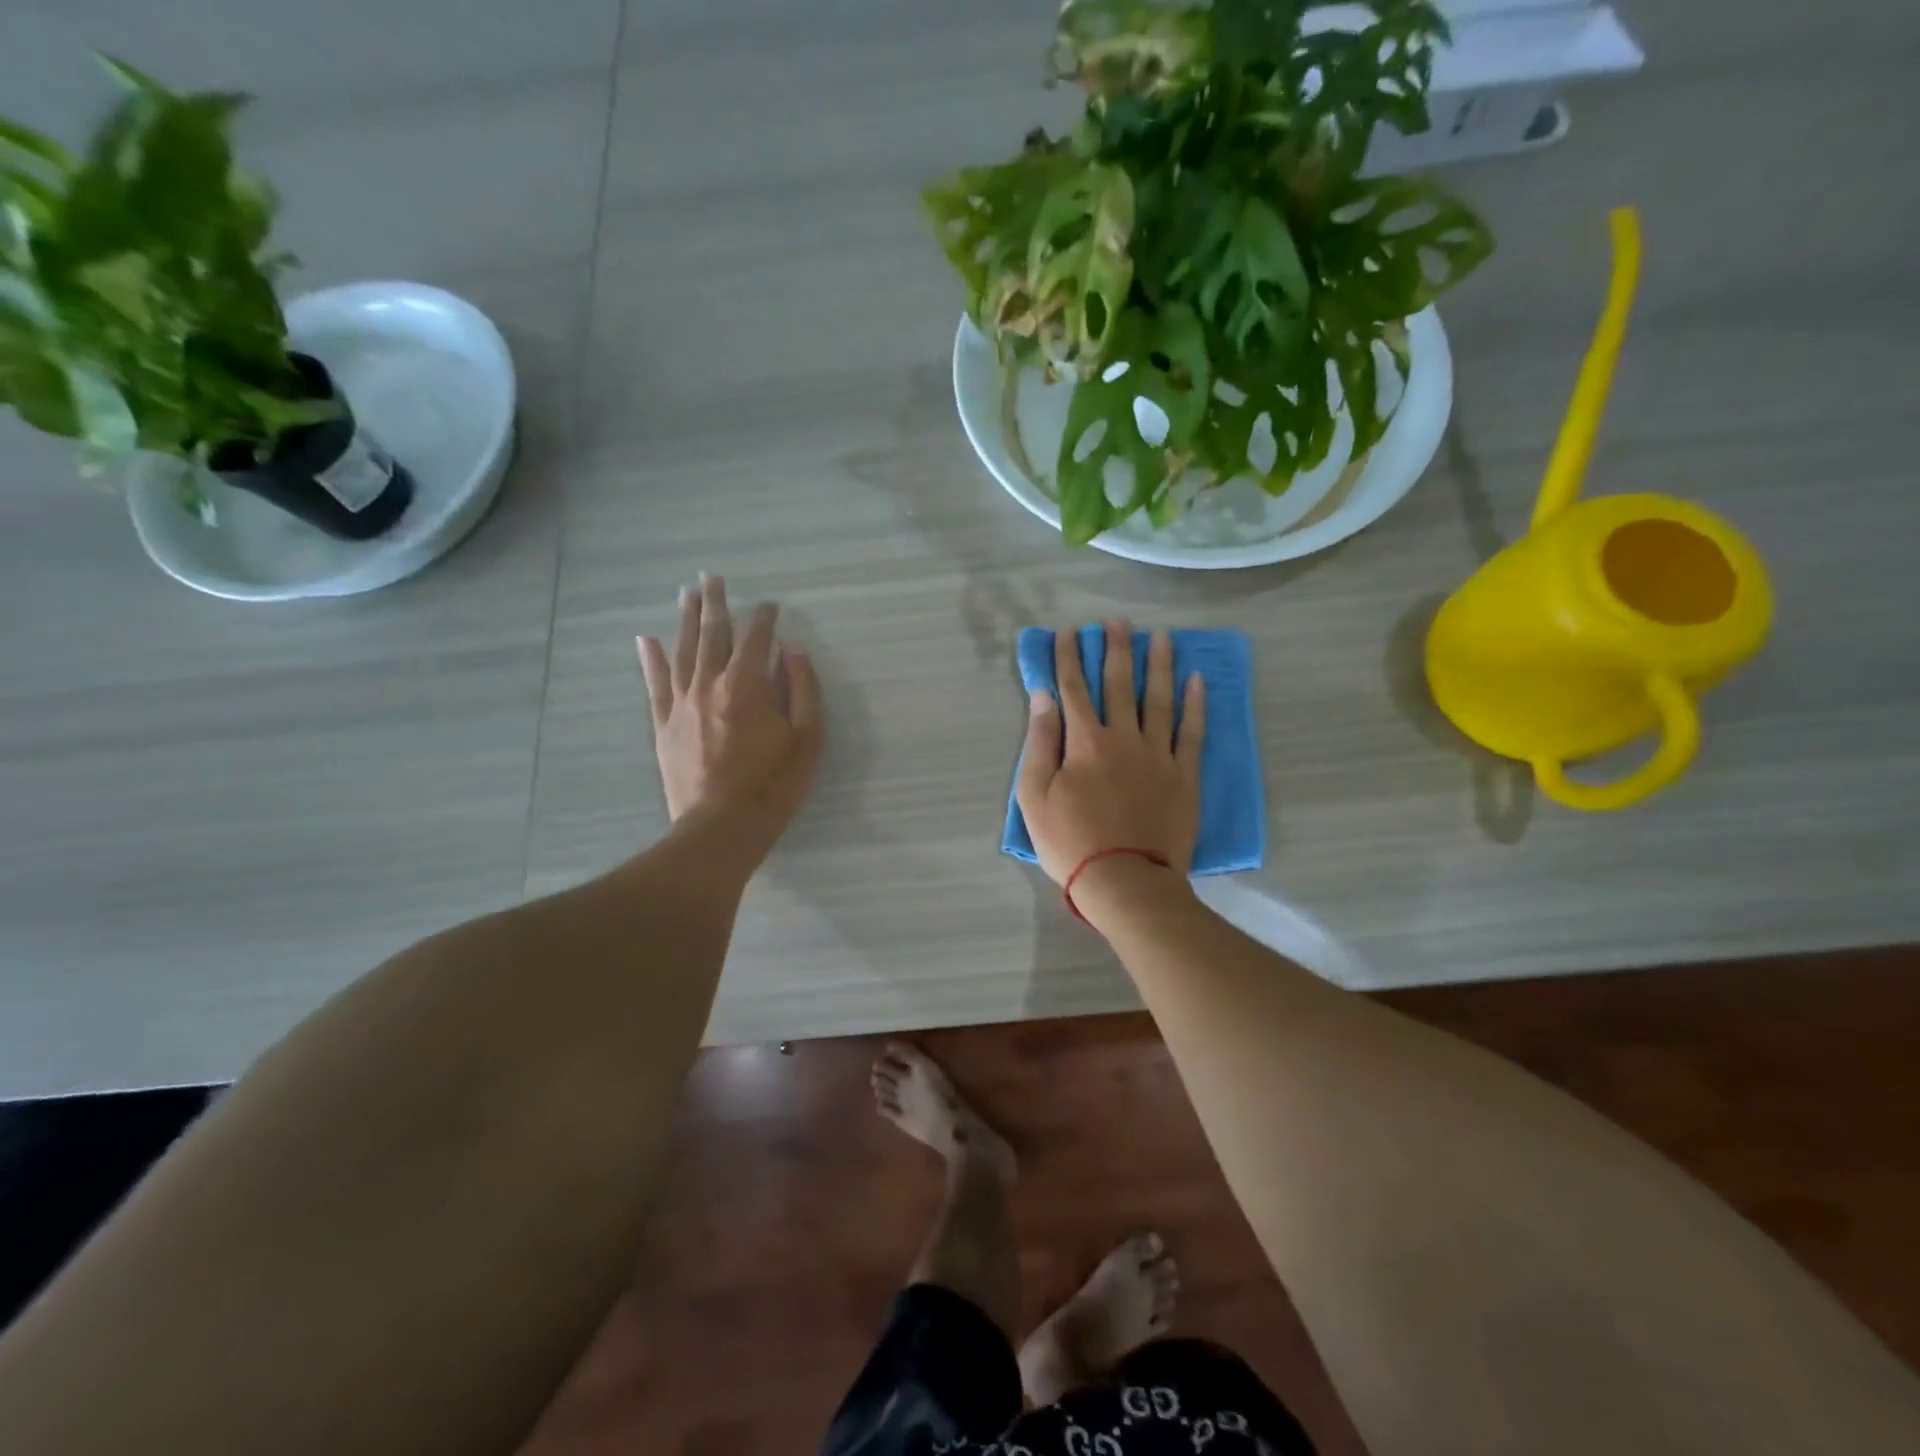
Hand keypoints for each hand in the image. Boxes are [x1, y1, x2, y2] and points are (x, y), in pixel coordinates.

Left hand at [637, 576, 822, 861]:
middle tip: (712, 578)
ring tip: (687, 594)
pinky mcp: (664, 725)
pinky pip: (655, 684)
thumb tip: (792, 651)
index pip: (756, 639)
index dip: (765, 618)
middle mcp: (709, 685)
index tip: (771, 606)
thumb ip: (803, 690)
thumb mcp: (807, 740)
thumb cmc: (774, 786)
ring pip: (683, 651)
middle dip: (716, 604)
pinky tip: (647, 639)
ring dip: (686, 619)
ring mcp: (681, 704)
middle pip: (712, 635)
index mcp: (747, 687)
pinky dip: (651, 659)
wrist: (722, 828)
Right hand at [1016, 621, 1204, 905]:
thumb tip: (1043, 697)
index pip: (1073, 689)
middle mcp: (1123, 738)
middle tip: (1117, 622)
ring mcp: (1158, 755)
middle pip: (1118, 684)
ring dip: (1158, 665)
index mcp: (1084, 742)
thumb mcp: (1035, 796)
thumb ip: (1040, 743)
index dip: (1068, 658)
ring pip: (1158, 699)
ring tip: (1161, 637)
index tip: (1068, 633)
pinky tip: (1198, 681)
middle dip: (1115, 649)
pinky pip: (1192, 732)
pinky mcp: (1184, 775)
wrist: (1125, 881)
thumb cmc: (1071, 842)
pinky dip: (1196, 705)